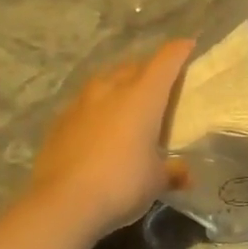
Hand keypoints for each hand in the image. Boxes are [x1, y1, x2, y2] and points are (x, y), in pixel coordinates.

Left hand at [25, 39, 194, 239]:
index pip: (165, 61)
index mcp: (143, 96)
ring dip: (119, 83)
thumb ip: (173, 171)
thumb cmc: (122, 184)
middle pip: (133, 66)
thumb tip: (185, 175)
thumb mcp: (156, 180)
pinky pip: (84, 103)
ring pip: (105, 80)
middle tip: (160, 82)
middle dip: (149, 68)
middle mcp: (112, 89)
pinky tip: (98, 125)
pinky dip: (96, 107)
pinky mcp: (60, 120)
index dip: (179, 50)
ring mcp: (82, 103)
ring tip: (126, 98)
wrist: (63, 203)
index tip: (188, 45)